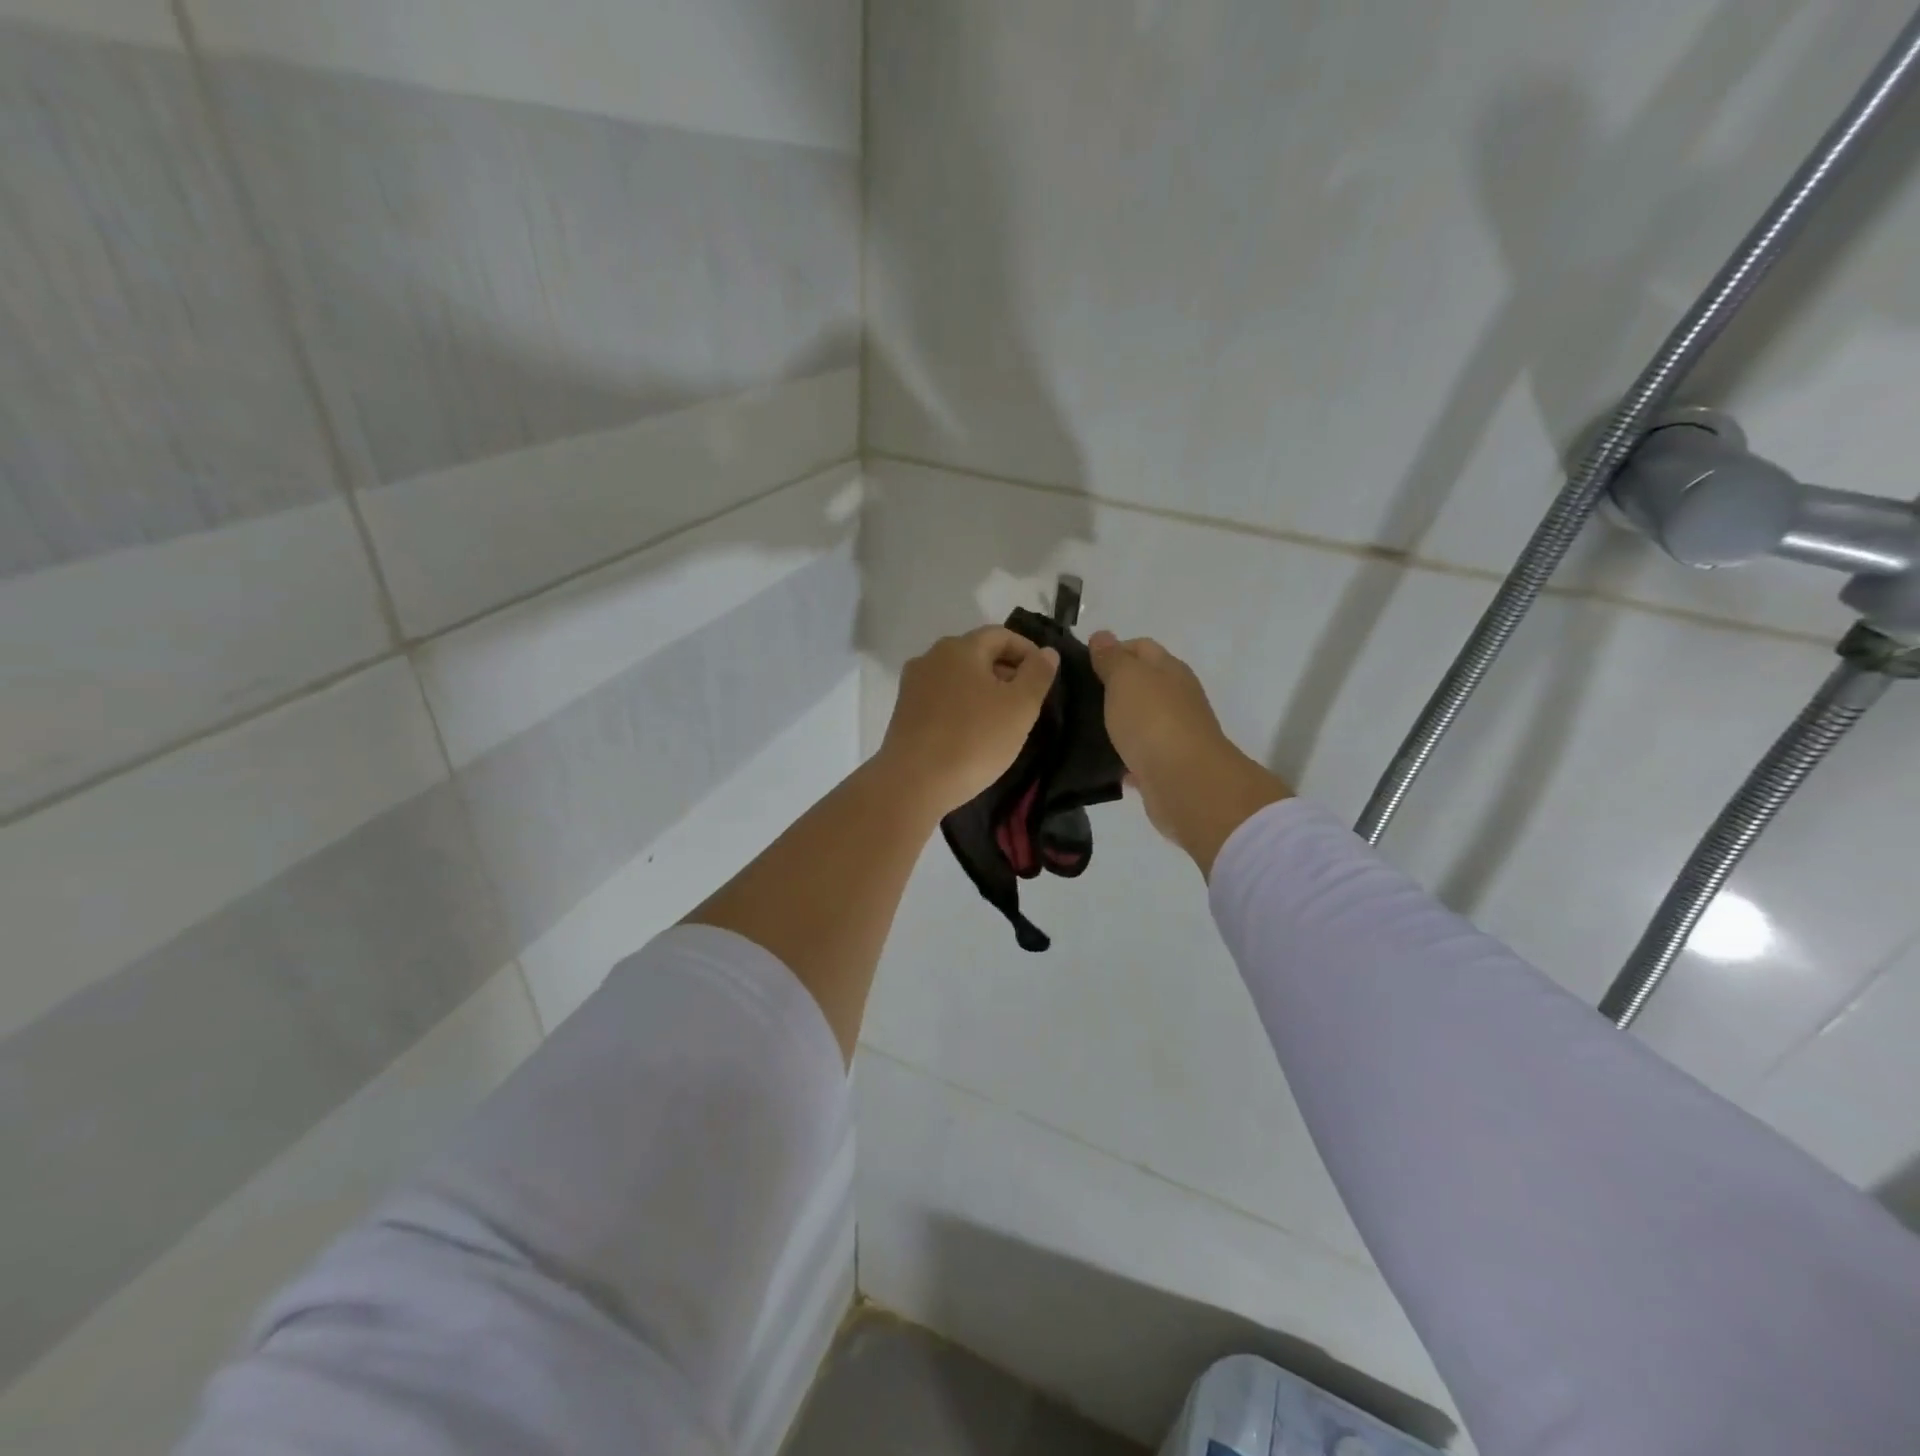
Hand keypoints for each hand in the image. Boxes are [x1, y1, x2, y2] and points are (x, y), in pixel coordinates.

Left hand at [877, 626, 1059, 818]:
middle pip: (977, 654)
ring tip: (1002, 720)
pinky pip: (942, 698)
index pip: (1002, 635)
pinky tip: (973, 732)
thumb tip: (1047, 652)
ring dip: (984, 690)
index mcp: (960, 648)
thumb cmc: (973, 740)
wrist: (913, 782)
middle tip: (1027, 702)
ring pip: (959, 677)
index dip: (1028, 652)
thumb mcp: (1020, 707)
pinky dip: (962, 706)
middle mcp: (931, 657)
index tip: (1044, 678)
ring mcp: (913, 684)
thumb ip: (1038, 674)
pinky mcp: (904, 711)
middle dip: (1006, 672)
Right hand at [1088, 631, 1289, 873]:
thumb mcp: (1126, 678)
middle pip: (1141, 685)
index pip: (1141, 648)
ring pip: (1139, 722)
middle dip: (1111, 688)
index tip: (1081, 664)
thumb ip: (1112, 658)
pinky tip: (1100, 764)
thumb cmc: (1153, 720)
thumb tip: (1102, 636)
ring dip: (1116, 724)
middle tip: (1073, 698)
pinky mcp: (1166, 767)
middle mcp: (1176, 698)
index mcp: (1169, 670)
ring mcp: (1173, 734)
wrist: (1184, 783)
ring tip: (1079, 730)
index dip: (1113, 650)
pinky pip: (1138, 757)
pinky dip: (1122, 759)